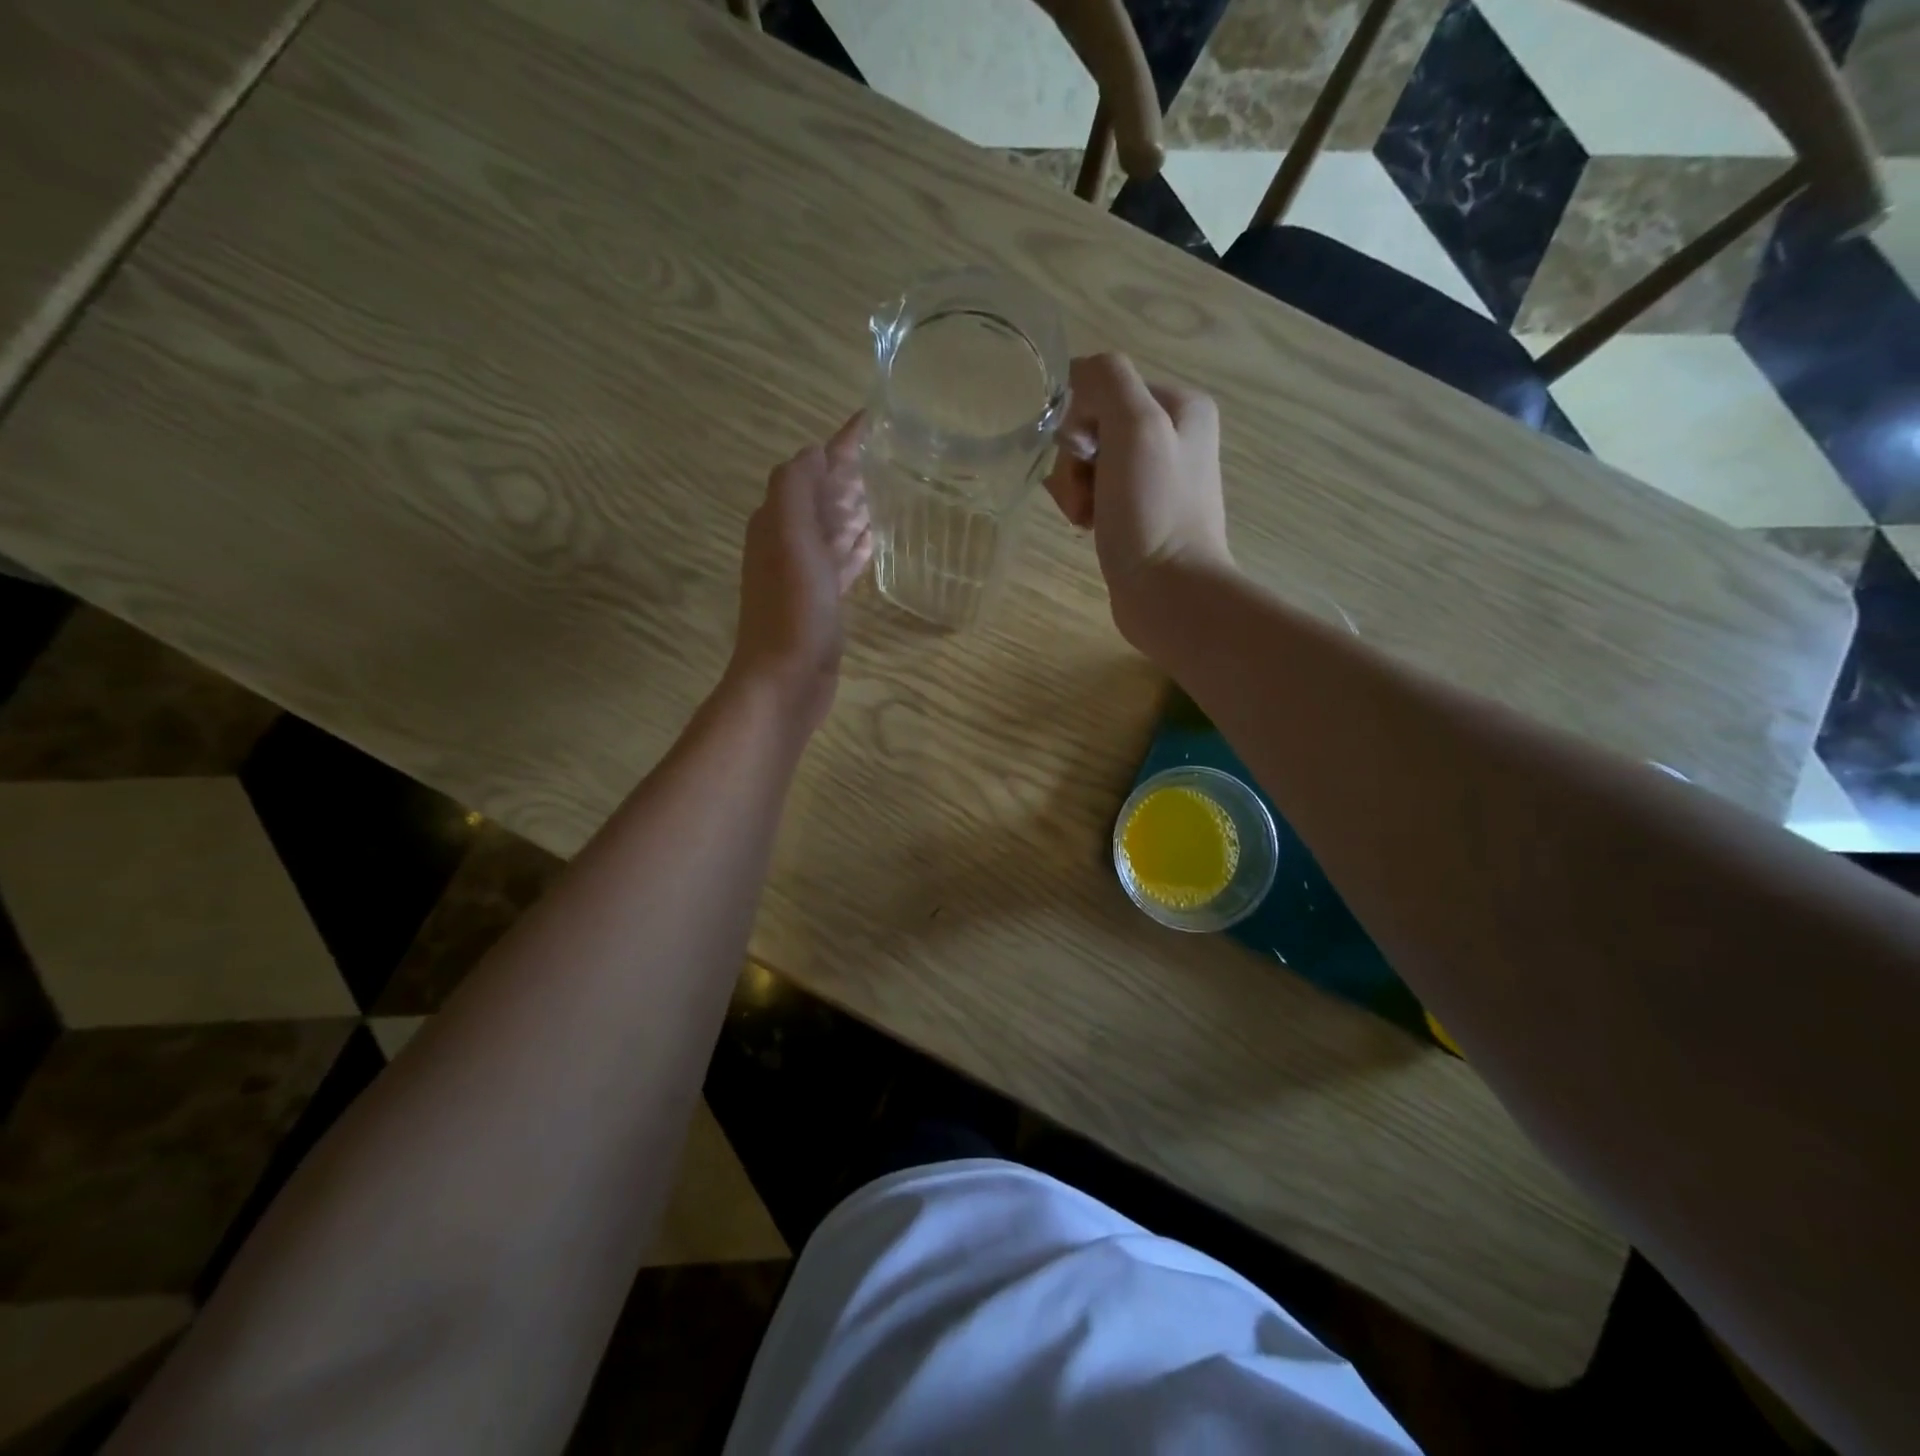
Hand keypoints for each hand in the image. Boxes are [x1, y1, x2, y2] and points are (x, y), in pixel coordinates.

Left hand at [725, 414, 872, 730]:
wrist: (785, 680)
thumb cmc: (791, 610)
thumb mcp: (790, 540)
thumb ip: (796, 490)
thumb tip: (814, 452)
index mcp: (777, 520)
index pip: (812, 468)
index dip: (841, 443)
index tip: (875, 419)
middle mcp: (787, 541)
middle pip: (823, 495)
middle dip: (852, 472)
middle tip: (893, 453)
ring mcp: (805, 574)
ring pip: (833, 528)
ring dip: (856, 507)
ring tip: (893, 489)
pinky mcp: (823, 602)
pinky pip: (842, 562)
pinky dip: (857, 546)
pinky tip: (876, 539)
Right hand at [1043, 353, 1233, 645]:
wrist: (1169, 593)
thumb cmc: (1153, 510)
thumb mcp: (1134, 427)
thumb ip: (1106, 382)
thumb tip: (1074, 376)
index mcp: (1181, 405)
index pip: (1104, 389)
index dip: (1079, 421)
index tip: (1081, 457)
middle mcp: (1174, 436)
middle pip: (1094, 428)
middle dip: (1075, 462)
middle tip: (1083, 496)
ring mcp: (1157, 480)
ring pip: (1090, 464)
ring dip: (1074, 488)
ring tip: (1084, 518)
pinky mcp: (1141, 516)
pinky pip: (1097, 495)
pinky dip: (1084, 508)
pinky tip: (1088, 529)